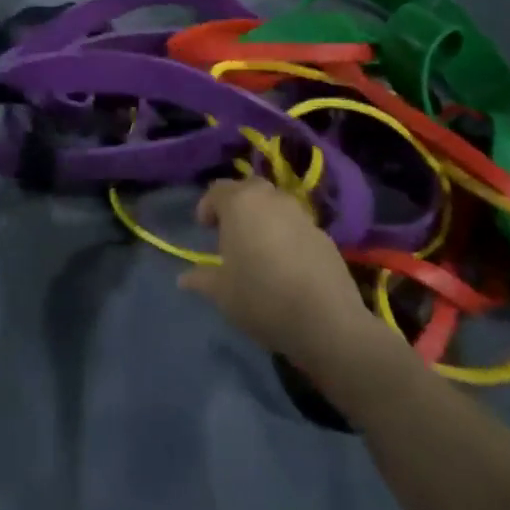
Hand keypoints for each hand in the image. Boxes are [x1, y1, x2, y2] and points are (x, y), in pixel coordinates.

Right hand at [178, 177, 376, 365]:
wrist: (326, 320)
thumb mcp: (222, 293)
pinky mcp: (324, 235)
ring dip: (263, 218)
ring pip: (276, 205)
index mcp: (240, 204)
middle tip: (230, 232)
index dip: (207, 207)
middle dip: (237, 205)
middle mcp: (271, 199)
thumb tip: (184, 278)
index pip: (217, 190)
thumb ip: (201, 278)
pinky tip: (285, 263)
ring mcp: (301, 215)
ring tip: (258, 247)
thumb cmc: (261, 297)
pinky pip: (296, 225)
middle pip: (249, 189)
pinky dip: (286, 234)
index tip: (205, 229)